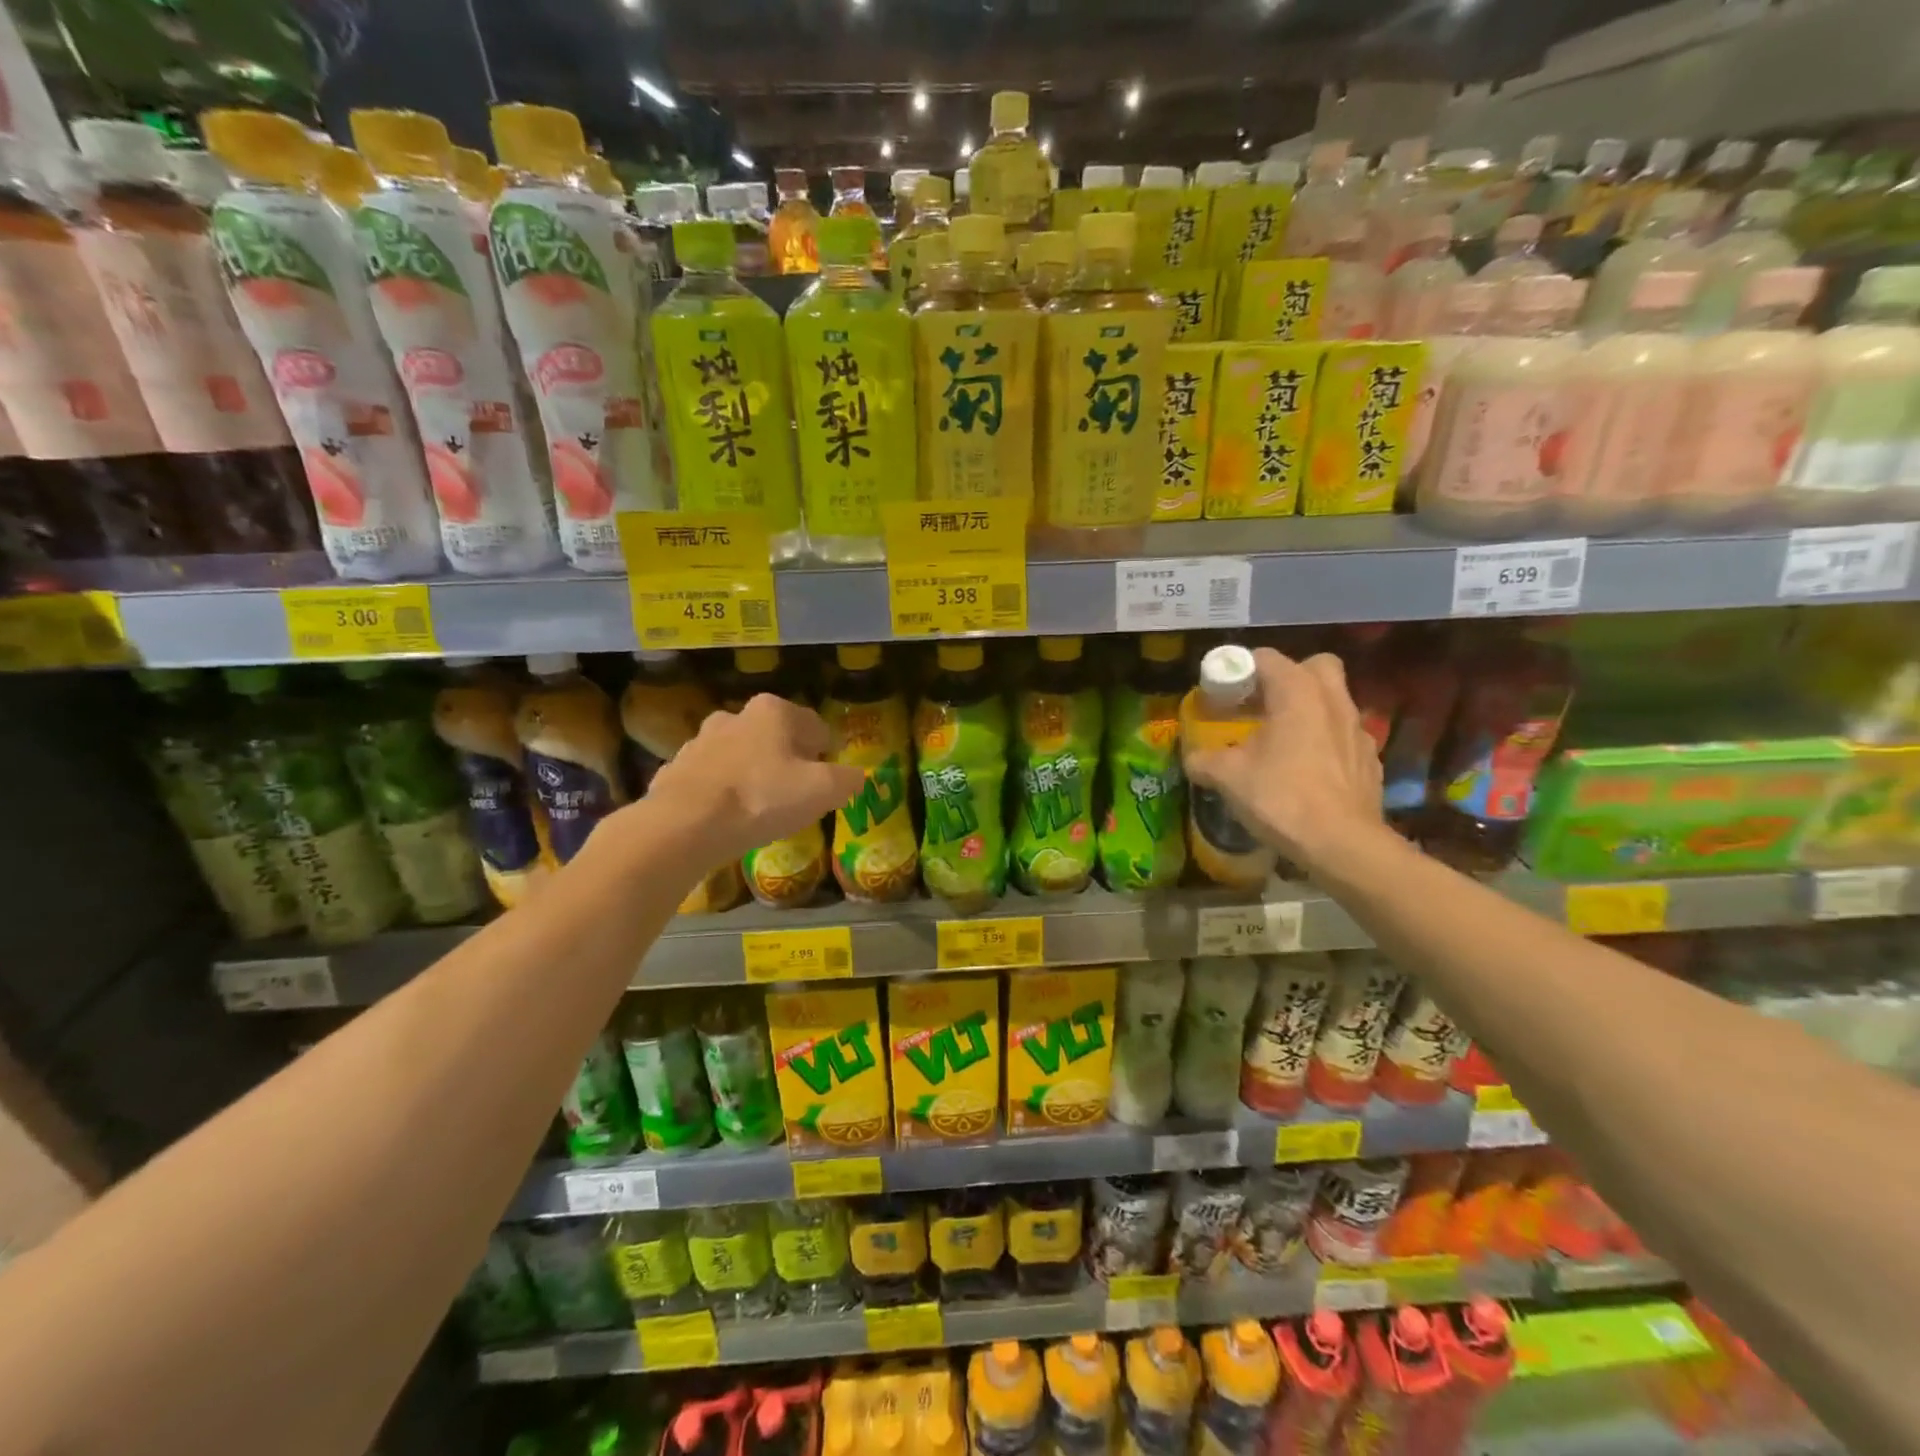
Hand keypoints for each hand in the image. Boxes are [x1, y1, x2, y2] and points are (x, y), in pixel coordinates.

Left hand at [645, 694, 864, 864]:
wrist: (684, 826)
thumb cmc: (762, 798)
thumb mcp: (822, 791)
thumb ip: (847, 780)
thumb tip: (855, 778)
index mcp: (773, 711)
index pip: (814, 725)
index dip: (825, 754)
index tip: (826, 781)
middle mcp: (735, 716)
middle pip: (774, 738)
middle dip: (786, 761)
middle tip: (795, 796)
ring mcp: (700, 742)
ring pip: (740, 756)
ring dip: (752, 775)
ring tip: (759, 810)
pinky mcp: (675, 770)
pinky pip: (710, 780)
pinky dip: (721, 793)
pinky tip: (726, 820)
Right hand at [1183, 648, 1385, 872]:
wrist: (1342, 844)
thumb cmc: (1281, 797)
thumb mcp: (1228, 777)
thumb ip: (1204, 760)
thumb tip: (1192, 758)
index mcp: (1297, 692)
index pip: (1266, 658)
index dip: (1239, 670)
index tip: (1223, 695)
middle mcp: (1333, 700)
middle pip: (1314, 667)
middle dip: (1288, 678)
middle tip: (1262, 705)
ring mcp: (1357, 730)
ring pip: (1333, 701)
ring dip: (1308, 711)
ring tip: (1281, 741)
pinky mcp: (1370, 760)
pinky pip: (1343, 736)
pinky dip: (1325, 743)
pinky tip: (1306, 771)